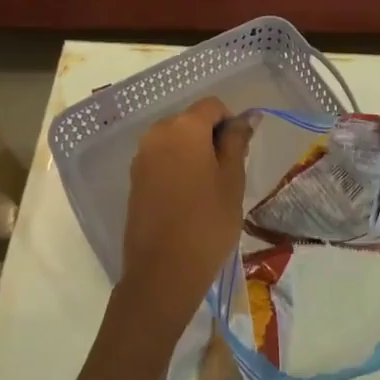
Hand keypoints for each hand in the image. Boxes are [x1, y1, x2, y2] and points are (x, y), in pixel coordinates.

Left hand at [117, 98, 249, 335]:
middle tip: (227, 175)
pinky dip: (177, 169)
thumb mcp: (232, 180)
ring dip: (193, 154)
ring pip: (176, 141)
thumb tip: (245, 117)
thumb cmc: (207, 222)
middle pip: (191, 121)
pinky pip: (161, 160)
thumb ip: (237, 141)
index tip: (239, 154)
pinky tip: (187, 200)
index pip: (213, 106)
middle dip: (210, 138)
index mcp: (184, 126)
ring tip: (208, 190)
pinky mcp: (134, 179)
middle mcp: (157, 133)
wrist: (162, 273)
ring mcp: (141, 156)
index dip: (230, 123)